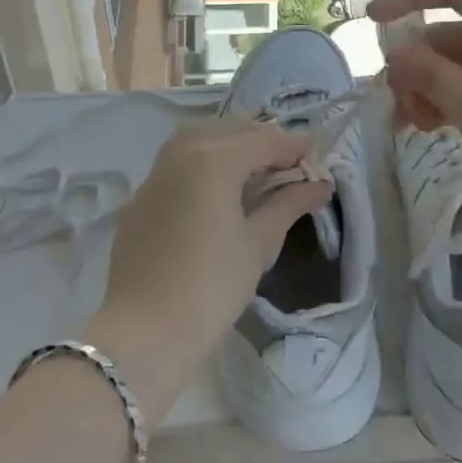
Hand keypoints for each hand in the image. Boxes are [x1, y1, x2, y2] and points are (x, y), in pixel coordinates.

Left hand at [88, 120, 330, 419]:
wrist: (143, 332)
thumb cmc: (211, 287)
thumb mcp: (258, 244)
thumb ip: (289, 204)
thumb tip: (320, 184)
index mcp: (213, 159)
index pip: (263, 140)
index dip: (294, 147)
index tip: (319, 156)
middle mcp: (182, 152)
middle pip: (231, 130)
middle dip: (264, 140)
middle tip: (292, 162)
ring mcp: (156, 172)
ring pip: (200, 138)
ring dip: (232, 143)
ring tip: (258, 167)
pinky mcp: (142, 196)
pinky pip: (178, 161)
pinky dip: (204, 160)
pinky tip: (219, 186)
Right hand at [371, 0, 461, 244]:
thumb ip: (429, 75)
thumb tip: (395, 54)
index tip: (371, 20)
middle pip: (449, 36)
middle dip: (415, 65)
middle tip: (396, 106)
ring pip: (460, 69)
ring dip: (431, 91)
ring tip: (416, 128)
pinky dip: (453, 108)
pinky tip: (440, 133)